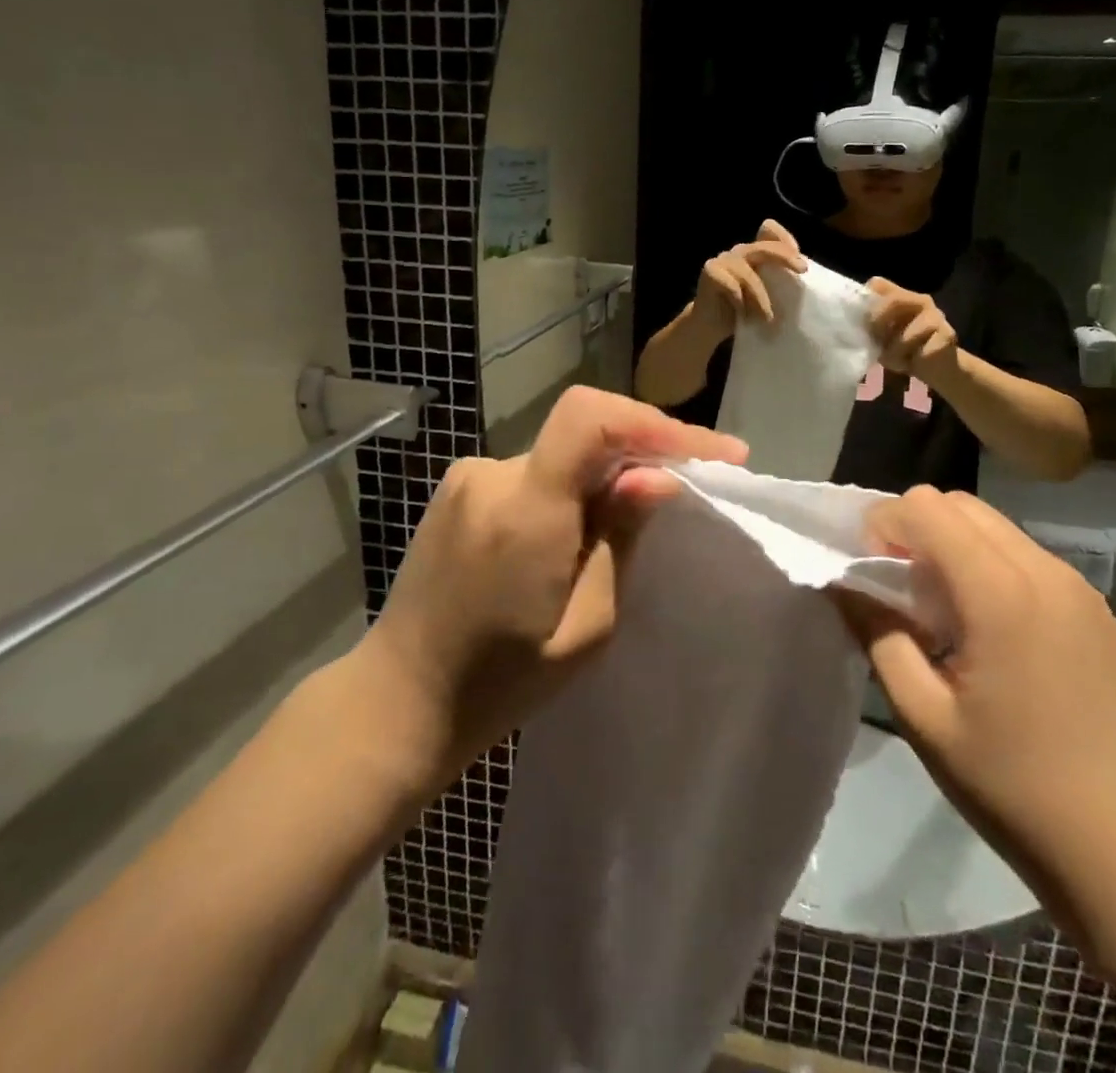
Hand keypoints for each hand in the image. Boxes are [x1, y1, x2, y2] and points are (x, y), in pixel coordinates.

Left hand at [363, 386, 745, 786]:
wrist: (401, 698)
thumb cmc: (501, 683)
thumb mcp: (586, 627)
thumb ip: (621, 539)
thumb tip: (658, 477)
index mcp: (524, 513)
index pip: (590, 417)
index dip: (658, 423)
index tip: (714, 453)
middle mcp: (491, 476)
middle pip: (584, 431)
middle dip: (644, 450)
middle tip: (691, 485)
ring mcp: (467, 477)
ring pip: (562, 451)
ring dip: (605, 473)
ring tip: (629, 521)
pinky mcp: (458, 488)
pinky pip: (535, 469)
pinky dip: (570, 485)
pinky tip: (577, 530)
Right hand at [693, 220, 805, 335]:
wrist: (710, 326)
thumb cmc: (742, 311)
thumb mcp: (766, 294)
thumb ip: (779, 282)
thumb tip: (806, 281)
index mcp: (754, 253)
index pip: (769, 230)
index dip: (785, 239)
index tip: (801, 265)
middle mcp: (740, 252)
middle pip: (763, 246)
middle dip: (785, 258)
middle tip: (801, 272)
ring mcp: (723, 260)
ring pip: (748, 274)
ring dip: (761, 298)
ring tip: (768, 319)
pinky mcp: (710, 271)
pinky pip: (732, 286)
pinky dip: (740, 302)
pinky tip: (742, 314)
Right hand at [834, 487, 1115, 925]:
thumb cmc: (1014, 788)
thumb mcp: (924, 718)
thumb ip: (878, 636)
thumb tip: (845, 583)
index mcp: (1000, 593)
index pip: (926, 507)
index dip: (884, 526)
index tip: (872, 576)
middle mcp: (1044, 571)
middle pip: (960, 504)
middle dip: (916, 529)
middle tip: (901, 591)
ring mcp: (1079, 588)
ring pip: (995, 526)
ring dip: (954, 546)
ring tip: (944, 614)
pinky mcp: (1097, 610)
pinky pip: (1027, 556)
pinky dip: (990, 566)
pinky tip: (990, 632)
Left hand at [866, 278, 958, 385]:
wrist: (936, 369)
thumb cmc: (903, 350)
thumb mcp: (881, 337)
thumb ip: (870, 325)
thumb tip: (850, 323)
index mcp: (901, 297)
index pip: (878, 284)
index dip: (865, 300)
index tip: (858, 321)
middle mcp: (920, 301)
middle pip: (894, 300)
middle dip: (878, 322)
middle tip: (875, 341)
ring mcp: (936, 316)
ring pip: (907, 334)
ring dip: (895, 352)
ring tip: (894, 361)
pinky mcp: (947, 336)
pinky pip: (922, 351)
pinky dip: (912, 361)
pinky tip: (913, 363)